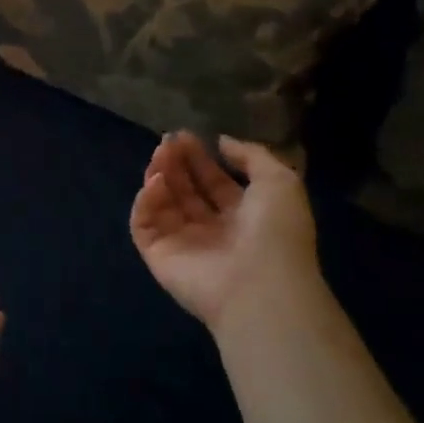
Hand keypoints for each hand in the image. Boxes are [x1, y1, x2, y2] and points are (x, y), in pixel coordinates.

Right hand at [130, 131, 321, 333]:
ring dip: (158, 175)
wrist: (261, 287)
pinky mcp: (159, 257)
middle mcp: (212, 231)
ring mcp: (183, 245)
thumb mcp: (280, 181)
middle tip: (168, 140)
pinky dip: (145, 201)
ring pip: (161, 204)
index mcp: (242, 217)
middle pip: (185, 190)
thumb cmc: (276, 233)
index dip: (199, 158)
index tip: (185, 135)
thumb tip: (222, 142)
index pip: (213, 182)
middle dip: (176, 163)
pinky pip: (144, 225)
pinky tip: (155, 182)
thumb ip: (252, 155)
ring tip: (161, 155)